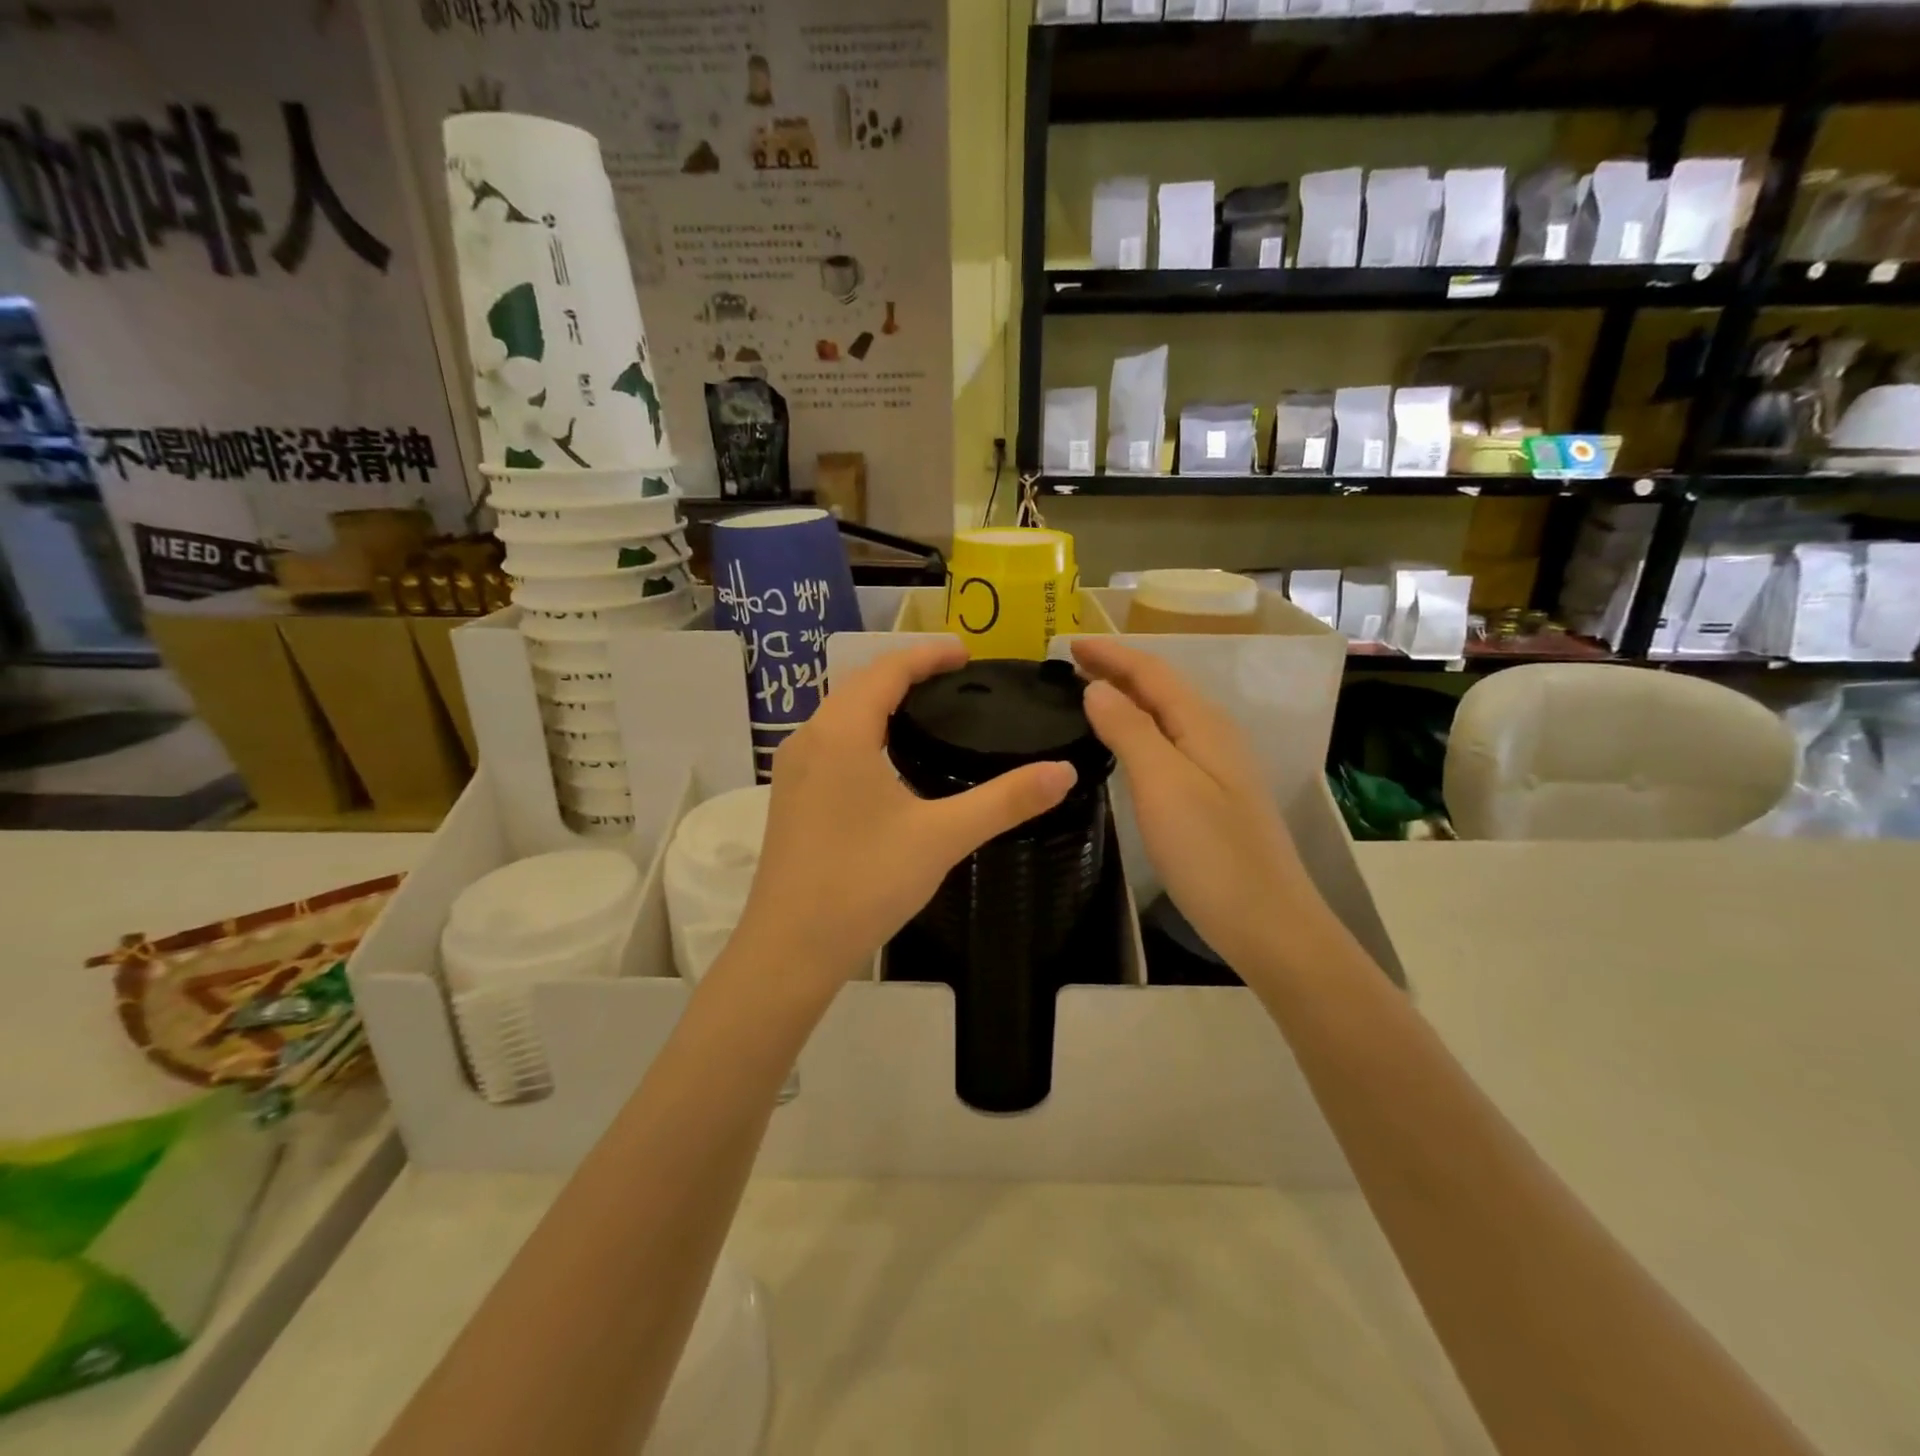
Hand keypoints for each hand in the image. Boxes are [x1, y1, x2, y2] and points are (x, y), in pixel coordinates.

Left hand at [733, 641, 1077, 997]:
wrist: (790, 948)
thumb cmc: (864, 884)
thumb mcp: (942, 838)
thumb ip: (1005, 801)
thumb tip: (1064, 771)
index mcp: (843, 732)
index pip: (886, 670)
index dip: (928, 655)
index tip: (967, 654)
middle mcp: (810, 738)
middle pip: (859, 684)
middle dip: (906, 671)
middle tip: (955, 679)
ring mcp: (792, 768)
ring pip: (840, 712)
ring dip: (880, 699)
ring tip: (927, 708)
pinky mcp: (789, 796)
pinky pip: (829, 740)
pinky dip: (862, 727)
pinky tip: (887, 756)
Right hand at [1071, 637, 1326, 977]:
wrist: (1268, 923)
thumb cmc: (1211, 853)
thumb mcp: (1163, 785)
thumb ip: (1129, 730)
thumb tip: (1097, 688)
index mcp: (1204, 724)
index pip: (1151, 671)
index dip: (1110, 653)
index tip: (1068, 642)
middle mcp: (1214, 735)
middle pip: (1161, 688)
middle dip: (1117, 670)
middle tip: (1070, 666)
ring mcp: (1216, 767)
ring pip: (1165, 716)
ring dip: (1126, 699)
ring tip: (1087, 696)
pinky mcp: (1212, 796)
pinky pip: (1168, 744)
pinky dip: (1137, 731)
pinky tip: (1121, 747)